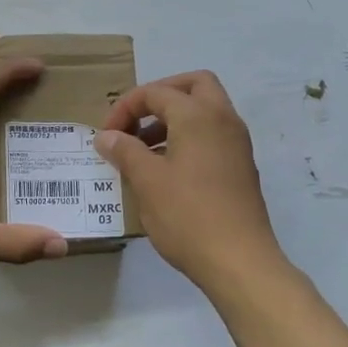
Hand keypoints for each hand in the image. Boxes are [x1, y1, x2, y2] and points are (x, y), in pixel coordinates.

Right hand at [96, 71, 283, 291]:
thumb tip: (107, 136)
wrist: (240, 261)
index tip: (106, 135)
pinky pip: (213, 134)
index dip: (125, 108)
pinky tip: (167, 169)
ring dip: (174, 118)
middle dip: (161, 96)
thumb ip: (125, 151)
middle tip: (137, 120)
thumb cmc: (188, 215)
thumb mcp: (147, 181)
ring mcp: (237, 143)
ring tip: (144, 149)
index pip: (156, 93)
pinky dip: (189, 137)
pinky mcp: (241, 166)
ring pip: (205, 110)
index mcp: (198, 115)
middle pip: (193, 85)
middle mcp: (223, 119)